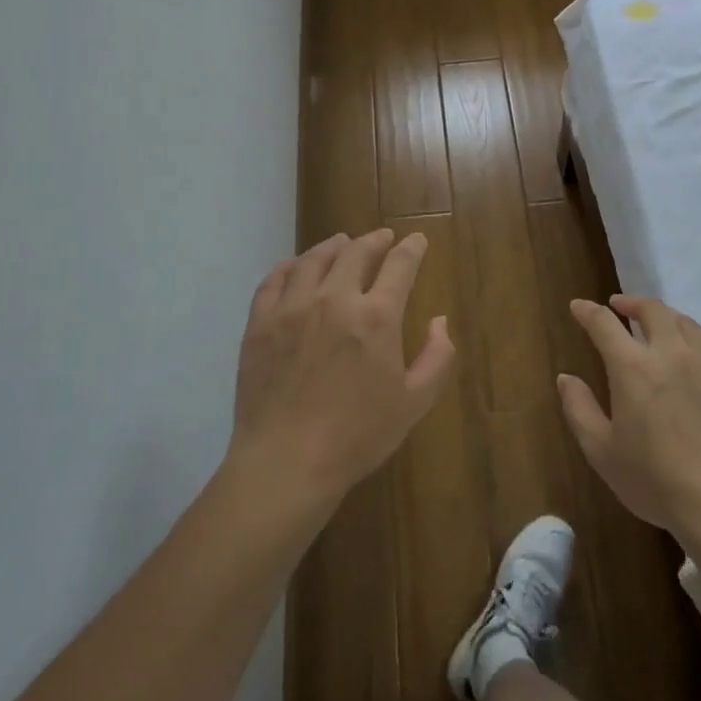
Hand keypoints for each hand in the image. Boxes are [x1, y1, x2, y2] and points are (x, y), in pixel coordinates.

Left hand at [229, 229, 455, 511]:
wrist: (287, 462)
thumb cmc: (357, 436)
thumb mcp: (414, 403)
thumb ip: (436, 357)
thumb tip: (440, 321)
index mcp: (376, 317)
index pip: (399, 265)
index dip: (411, 249)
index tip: (417, 240)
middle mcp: (334, 299)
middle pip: (355, 252)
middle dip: (374, 240)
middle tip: (381, 237)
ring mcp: (292, 308)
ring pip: (313, 260)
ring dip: (332, 246)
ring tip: (340, 242)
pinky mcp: (259, 323)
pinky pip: (273, 281)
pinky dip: (288, 267)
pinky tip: (294, 266)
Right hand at [558, 295, 700, 546]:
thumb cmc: (655, 481)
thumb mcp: (602, 452)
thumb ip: (579, 409)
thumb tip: (566, 378)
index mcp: (633, 368)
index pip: (604, 324)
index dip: (587, 311)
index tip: (578, 306)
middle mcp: (671, 354)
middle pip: (651, 310)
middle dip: (630, 303)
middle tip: (619, 307)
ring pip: (684, 322)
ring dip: (664, 316)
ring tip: (655, 325)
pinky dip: (695, 336)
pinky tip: (693, 348)